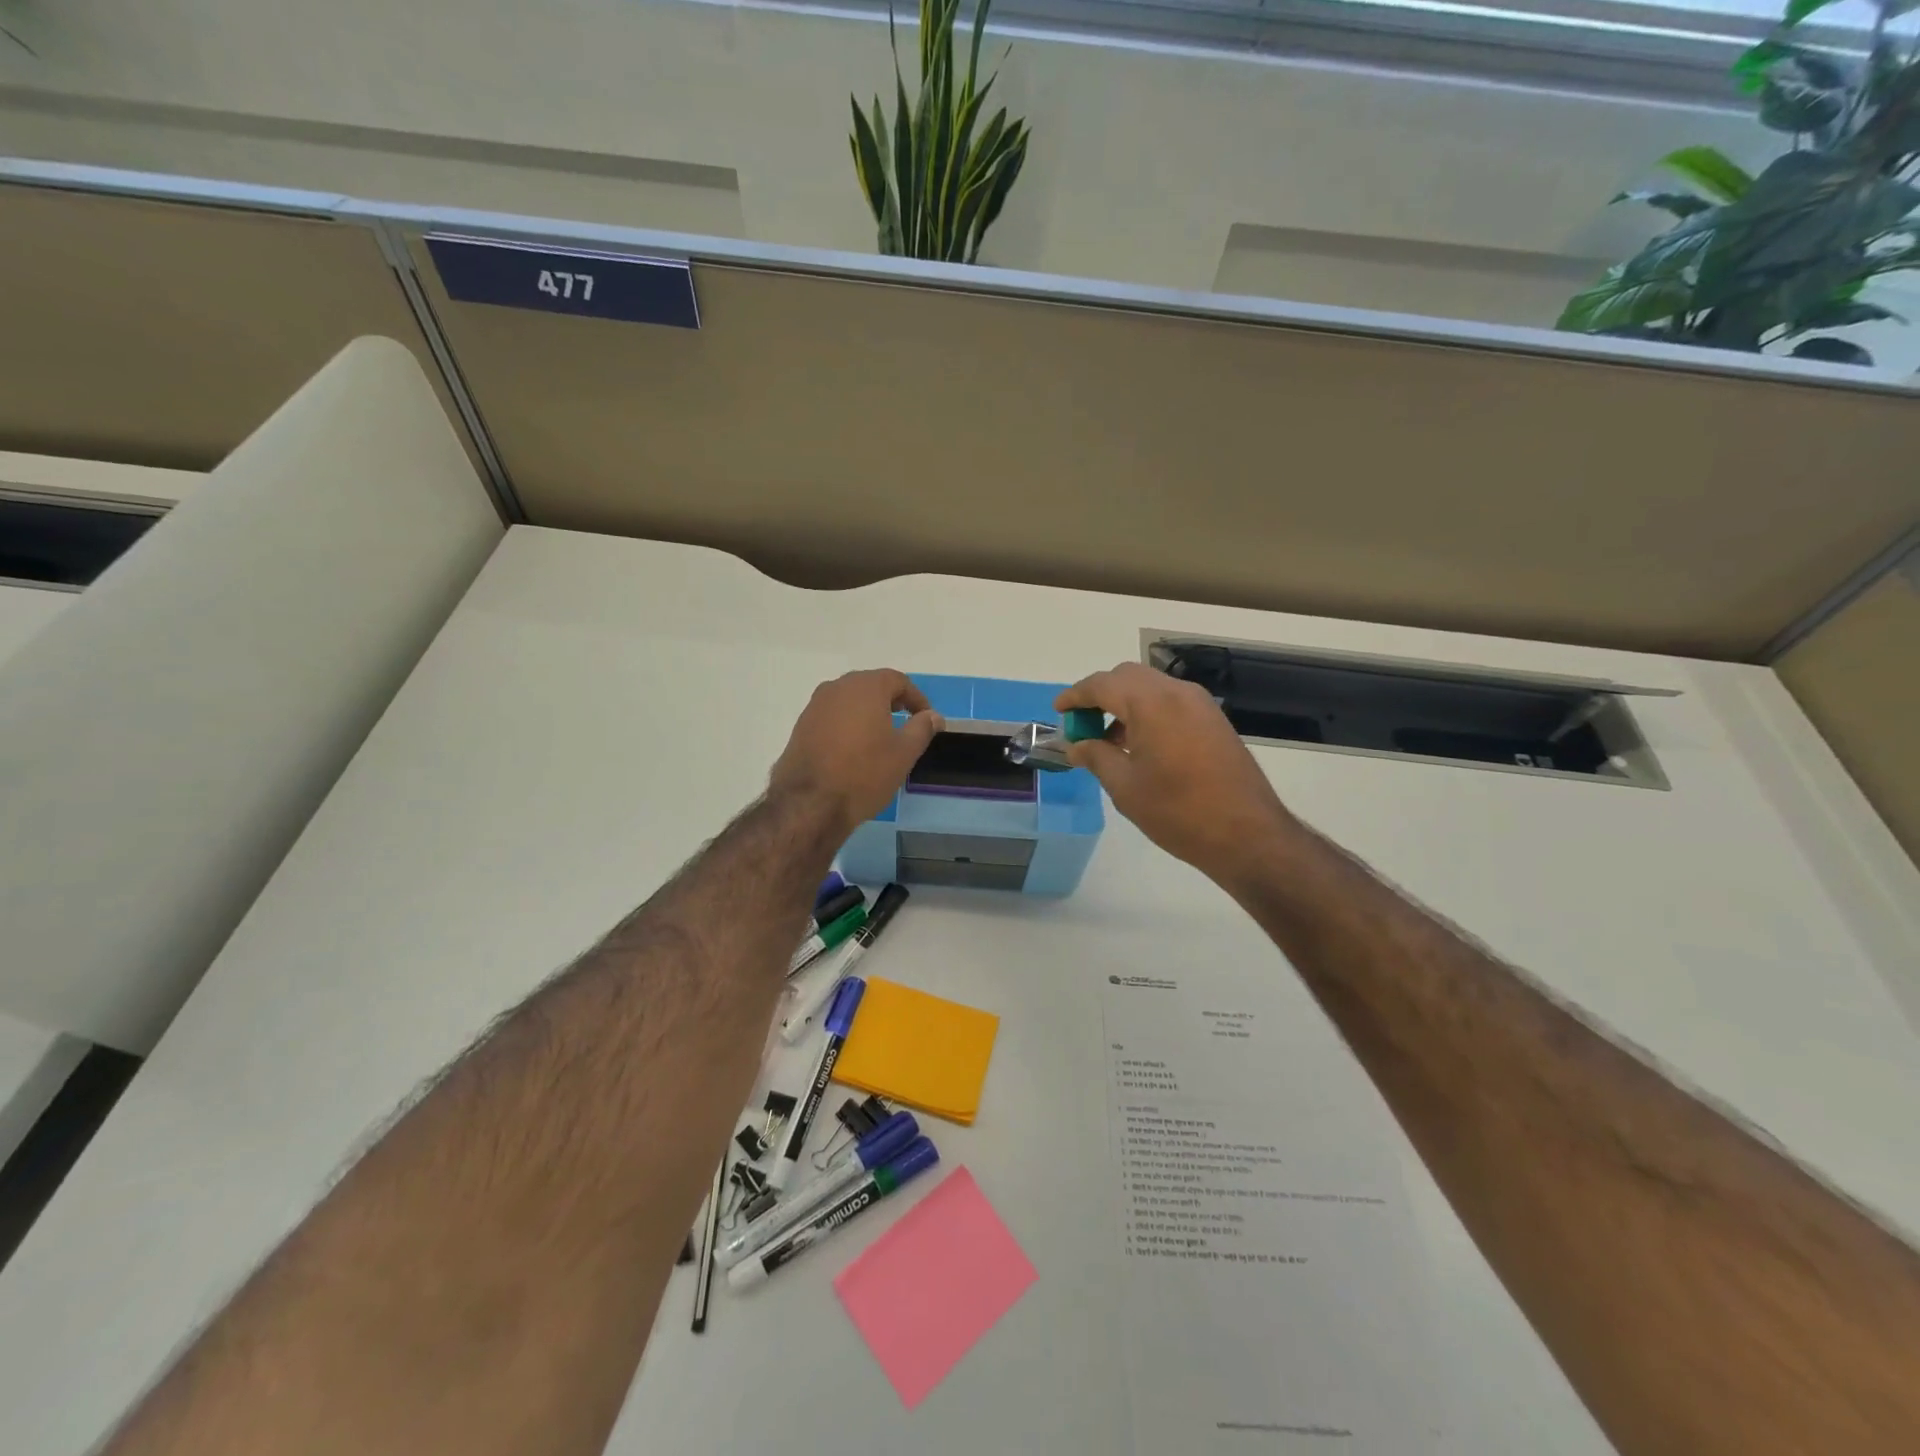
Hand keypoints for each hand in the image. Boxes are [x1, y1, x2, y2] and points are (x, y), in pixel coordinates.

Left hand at [771, 669, 943, 835]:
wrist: (810, 803)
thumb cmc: (864, 774)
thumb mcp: (904, 753)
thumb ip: (922, 728)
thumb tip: (933, 716)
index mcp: (866, 687)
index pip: (897, 680)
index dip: (916, 697)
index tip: (926, 717)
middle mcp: (837, 688)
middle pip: (870, 686)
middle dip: (890, 700)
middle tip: (905, 721)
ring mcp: (815, 706)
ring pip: (848, 701)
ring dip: (867, 712)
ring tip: (880, 737)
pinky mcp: (801, 726)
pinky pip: (832, 716)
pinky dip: (847, 724)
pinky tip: (853, 749)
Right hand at [1057, 662, 1297, 886]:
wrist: (1247, 834)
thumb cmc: (1177, 811)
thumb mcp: (1125, 786)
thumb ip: (1096, 757)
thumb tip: (1076, 746)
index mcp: (1151, 703)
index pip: (1102, 684)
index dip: (1075, 695)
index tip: (1058, 711)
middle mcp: (1177, 692)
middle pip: (1127, 677)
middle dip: (1100, 694)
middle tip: (1082, 725)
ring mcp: (1200, 705)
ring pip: (1151, 688)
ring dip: (1125, 704)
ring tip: (1108, 741)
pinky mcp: (1214, 721)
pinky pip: (1171, 702)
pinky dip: (1148, 712)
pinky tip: (1140, 746)